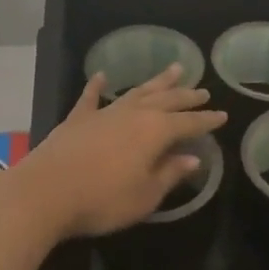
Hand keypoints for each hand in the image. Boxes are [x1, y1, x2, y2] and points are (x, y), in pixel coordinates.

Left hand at [10, 65, 228, 239]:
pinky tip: (102, 76)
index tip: (222, 115)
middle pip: (166, 100)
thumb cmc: (103, 200)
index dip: (207, 120)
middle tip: (202, 89)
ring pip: (136, 92)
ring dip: (155, 82)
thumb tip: (192, 159)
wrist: (46, 193)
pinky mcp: (77, 119)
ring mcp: (104, 113)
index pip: (189, 123)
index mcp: (155, 131)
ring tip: (173, 69)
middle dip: (186, 95)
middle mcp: (133, 114)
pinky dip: (97, 86)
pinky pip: (91, 97)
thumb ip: (169, 174)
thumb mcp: (145, 195)